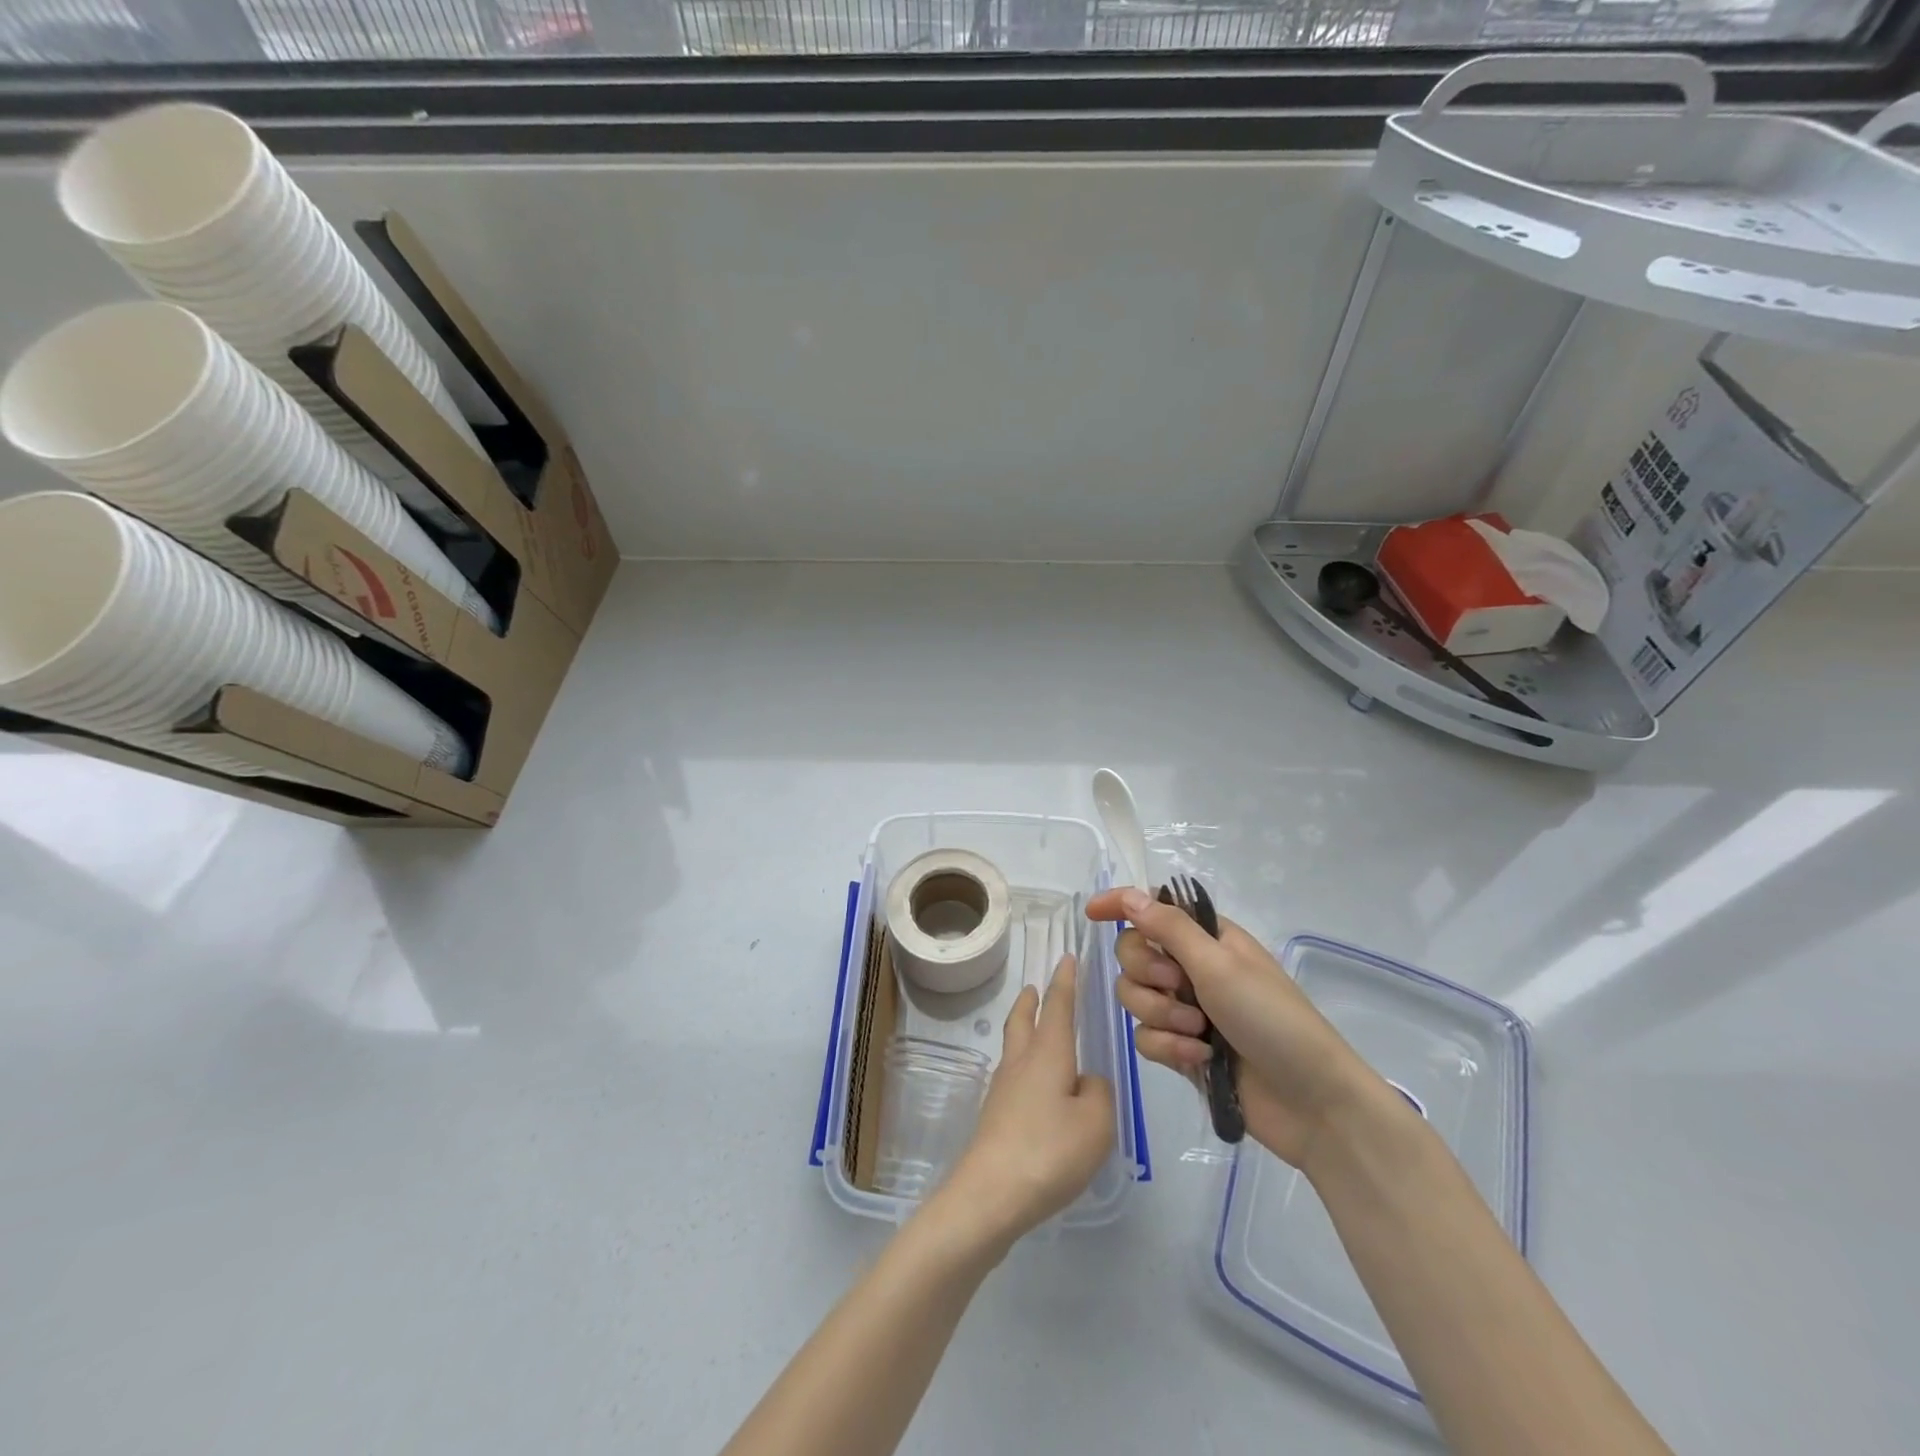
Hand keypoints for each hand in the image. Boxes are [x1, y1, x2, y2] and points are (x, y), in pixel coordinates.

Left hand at [933, 954, 1114, 1248]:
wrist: (990, 1195)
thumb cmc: (1049, 1151)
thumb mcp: (1096, 1123)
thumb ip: (1098, 1093)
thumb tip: (1085, 1081)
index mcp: (1047, 1053)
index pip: (1057, 1007)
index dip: (1064, 982)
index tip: (1066, 958)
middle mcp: (1020, 1063)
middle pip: (1022, 1021)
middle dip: (1030, 1001)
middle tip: (1035, 987)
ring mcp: (1003, 1091)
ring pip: (1014, 1048)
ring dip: (1024, 1030)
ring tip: (1036, 1031)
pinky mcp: (995, 1119)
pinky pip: (1013, 1078)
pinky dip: (1025, 1067)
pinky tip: (1037, 1089)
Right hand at [1086, 887, 1376, 1170]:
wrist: (1311, 1102)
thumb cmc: (1272, 1019)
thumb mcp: (1219, 965)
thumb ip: (1169, 928)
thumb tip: (1129, 895)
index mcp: (1206, 938)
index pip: (1152, 909)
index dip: (1120, 906)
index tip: (1092, 913)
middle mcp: (1192, 968)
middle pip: (1133, 954)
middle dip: (1147, 973)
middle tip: (1178, 988)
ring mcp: (1186, 1009)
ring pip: (1134, 997)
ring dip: (1161, 1014)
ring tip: (1198, 1031)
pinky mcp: (1182, 1048)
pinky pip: (1146, 1037)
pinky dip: (1169, 1046)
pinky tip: (1199, 1058)